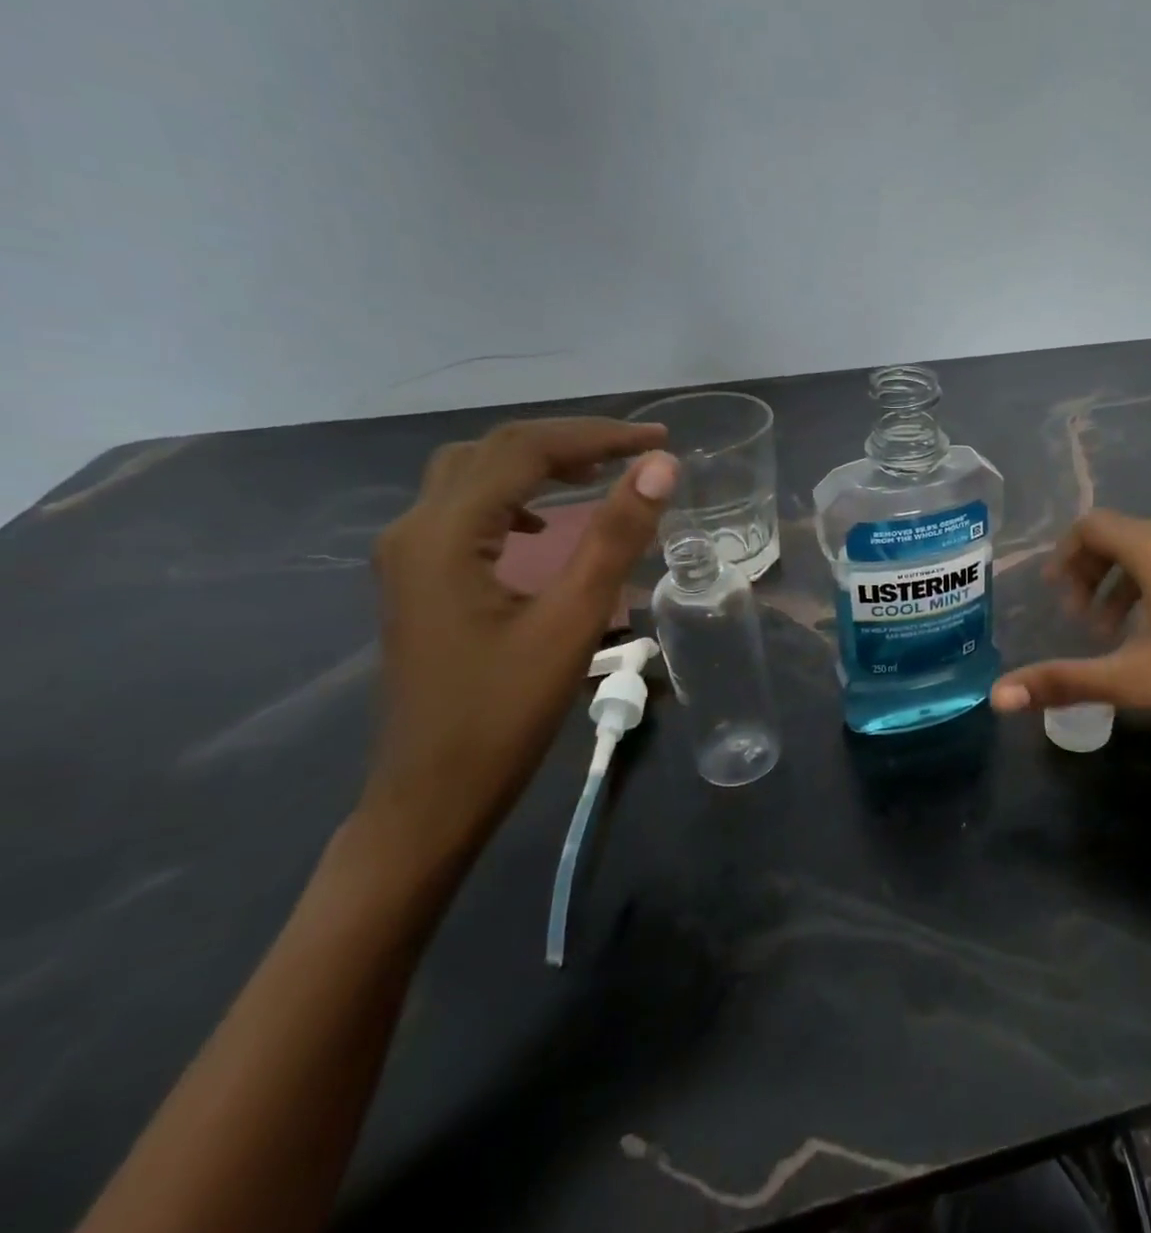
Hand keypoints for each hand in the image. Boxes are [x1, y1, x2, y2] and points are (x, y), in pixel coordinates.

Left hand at [359, 418, 677, 875]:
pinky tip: (542, 523)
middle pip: (494, 451)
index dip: (598, 436)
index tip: (661, 442)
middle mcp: (415, 529)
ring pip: (473, 474)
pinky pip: (465, 508)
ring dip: (538, 461)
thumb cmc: (504, 713)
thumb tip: (661, 468)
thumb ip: (615, 537)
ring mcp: (409, 555)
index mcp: (445, 534)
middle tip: (637, 451)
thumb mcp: (571, 621)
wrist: (431, 796)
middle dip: (570, 440)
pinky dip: (513, 493)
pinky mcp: (418, 579)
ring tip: (599, 471)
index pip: (525, 450)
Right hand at [991, 511, 1150, 760]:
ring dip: (1126, 583)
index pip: (1092, 526)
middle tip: (1084, 622)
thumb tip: (997, 696)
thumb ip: (1063, 681)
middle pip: (1122, 536)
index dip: (1065, 556)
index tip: (1058, 597)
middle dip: (1092, 574)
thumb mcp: (1132, 679)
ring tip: (1122, 632)